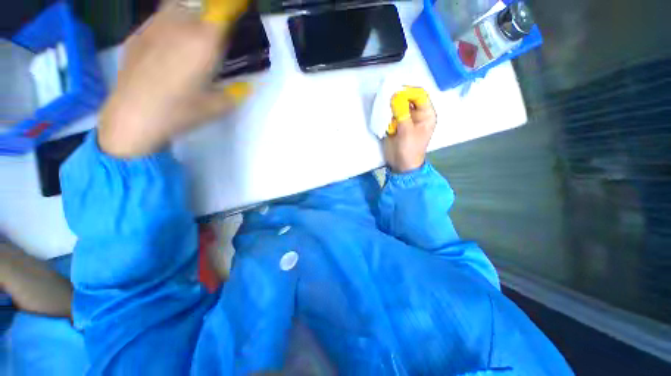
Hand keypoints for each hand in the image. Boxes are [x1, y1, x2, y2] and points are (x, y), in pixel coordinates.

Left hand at [98, 0, 250, 157]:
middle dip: (213, 13)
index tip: (242, 6)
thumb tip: (247, 86)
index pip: (223, 12)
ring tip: (195, 34)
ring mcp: (155, 26)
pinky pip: (161, 18)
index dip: (233, 6)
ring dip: (192, 14)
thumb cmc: (179, 113)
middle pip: (202, 5)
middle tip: (218, 33)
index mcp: (203, 44)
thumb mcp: (217, 107)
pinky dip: (172, 23)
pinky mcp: (138, 34)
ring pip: (179, 6)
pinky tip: (172, 44)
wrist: (131, 117)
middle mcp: (180, 26)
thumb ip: (236, 93)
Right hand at [383, 87, 436, 172]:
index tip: (395, 92)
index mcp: (426, 114)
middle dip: (397, 98)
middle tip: (385, 98)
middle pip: (408, 98)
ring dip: (390, 106)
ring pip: (398, 106)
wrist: (401, 165)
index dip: (408, 91)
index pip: (420, 95)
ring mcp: (406, 119)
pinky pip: (391, 114)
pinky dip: (386, 113)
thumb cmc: (409, 150)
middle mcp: (417, 114)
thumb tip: (395, 96)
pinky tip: (381, 115)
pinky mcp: (396, 124)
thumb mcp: (407, 132)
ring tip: (382, 107)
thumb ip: (402, 113)